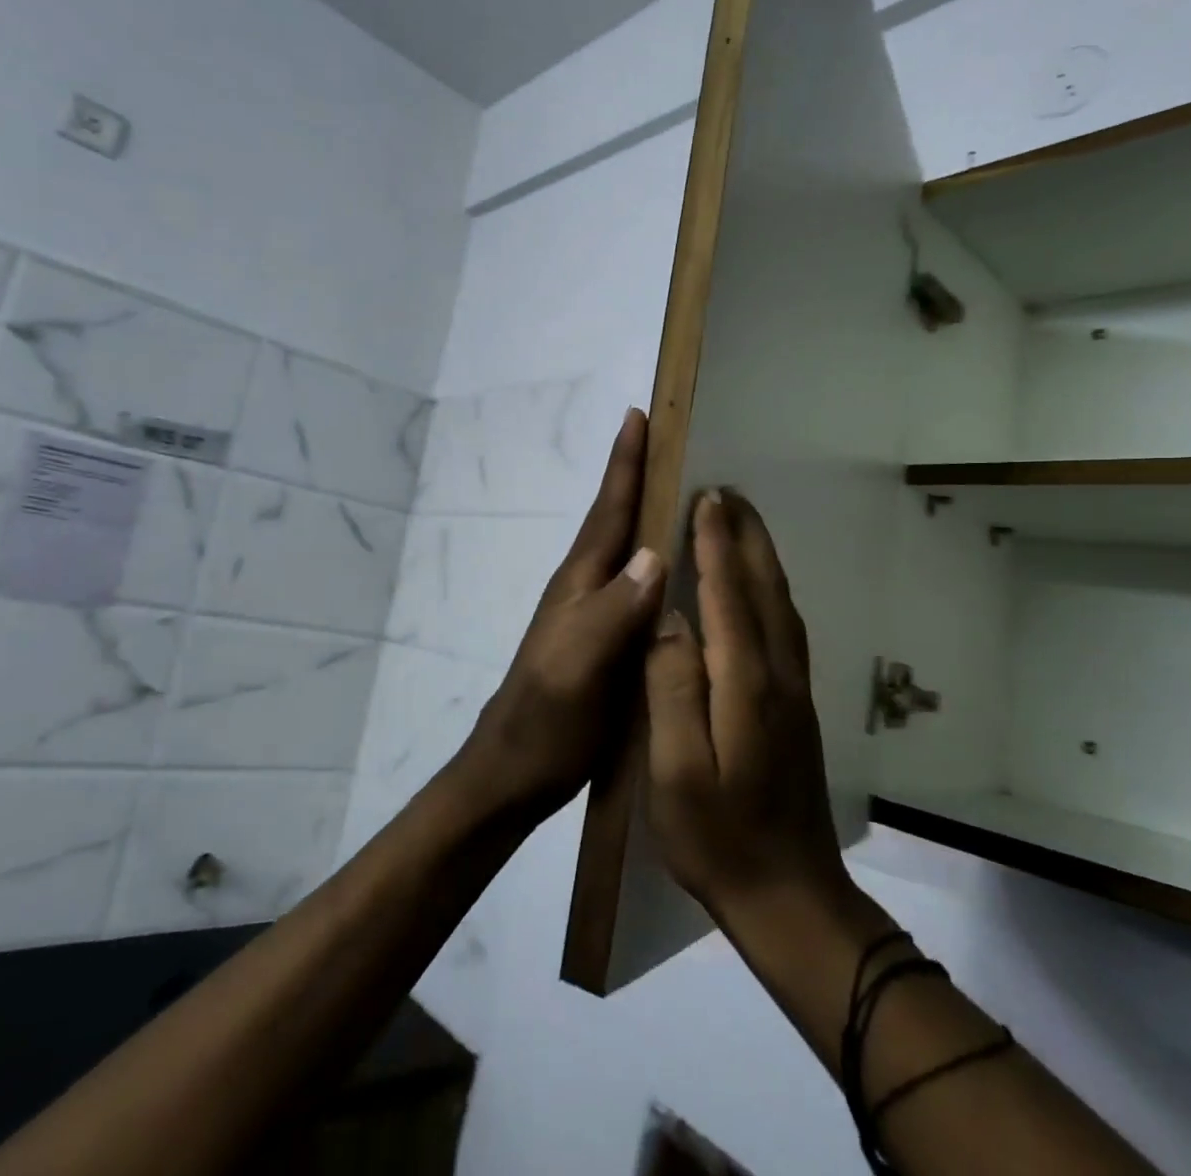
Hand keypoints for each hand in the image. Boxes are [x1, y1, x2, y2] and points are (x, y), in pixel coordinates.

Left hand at [455, 408, 666, 821]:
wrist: (513, 773)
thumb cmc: (546, 721)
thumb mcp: (578, 666)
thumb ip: (613, 612)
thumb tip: (655, 553)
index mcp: (580, 584)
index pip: (608, 511)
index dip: (624, 464)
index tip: (638, 416)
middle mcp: (584, 589)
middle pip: (614, 520)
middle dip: (636, 475)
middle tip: (665, 438)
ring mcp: (589, 615)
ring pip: (622, 550)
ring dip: (644, 512)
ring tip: (677, 489)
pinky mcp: (600, 641)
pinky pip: (633, 585)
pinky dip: (651, 560)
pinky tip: (671, 568)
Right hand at [642, 489, 852, 923]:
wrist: (790, 899)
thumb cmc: (718, 839)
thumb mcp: (675, 773)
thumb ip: (672, 690)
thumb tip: (668, 621)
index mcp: (745, 685)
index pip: (728, 597)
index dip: (715, 545)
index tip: (706, 499)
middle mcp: (777, 676)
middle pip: (764, 589)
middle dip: (745, 537)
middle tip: (727, 493)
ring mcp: (794, 692)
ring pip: (780, 605)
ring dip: (761, 558)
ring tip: (742, 524)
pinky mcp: (796, 708)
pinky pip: (786, 628)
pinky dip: (771, 591)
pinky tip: (760, 590)